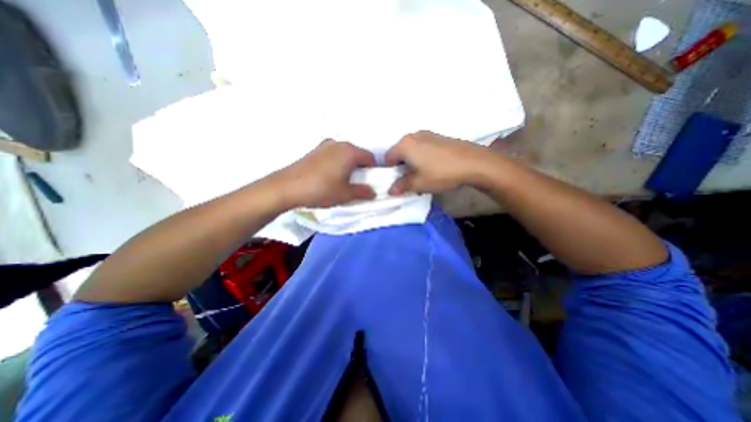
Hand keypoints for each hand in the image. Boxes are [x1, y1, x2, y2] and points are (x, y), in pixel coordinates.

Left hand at [273, 139, 377, 207]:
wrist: (287, 187)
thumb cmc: (321, 189)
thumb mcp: (346, 194)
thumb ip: (363, 192)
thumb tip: (373, 192)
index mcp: (350, 151)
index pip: (370, 158)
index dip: (374, 170)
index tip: (372, 181)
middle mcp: (339, 143)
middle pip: (357, 154)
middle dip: (361, 168)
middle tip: (359, 183)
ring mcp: (325, 146)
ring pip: (344, 154)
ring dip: (349, 165)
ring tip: (343, 181)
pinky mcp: (314, 151)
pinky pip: (333, 155)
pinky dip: (337, 163)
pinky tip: (330, 177)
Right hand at [384, 129, 489, 194]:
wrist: (473, 162)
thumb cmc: (440, 173)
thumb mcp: (418, 183)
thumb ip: (401, 186)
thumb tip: (390, 190)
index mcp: (405, 145)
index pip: (388, 157)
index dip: (390, 171)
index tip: (397, 181)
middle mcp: (413, 135)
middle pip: (400, 152)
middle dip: (401, 166)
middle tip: (410, 180)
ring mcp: (427, 134)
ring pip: (412, 150)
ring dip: (412, 162)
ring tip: (423, 174)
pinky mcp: (439, 137)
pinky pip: (423, 147)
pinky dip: (422, 157)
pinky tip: (433, 167)